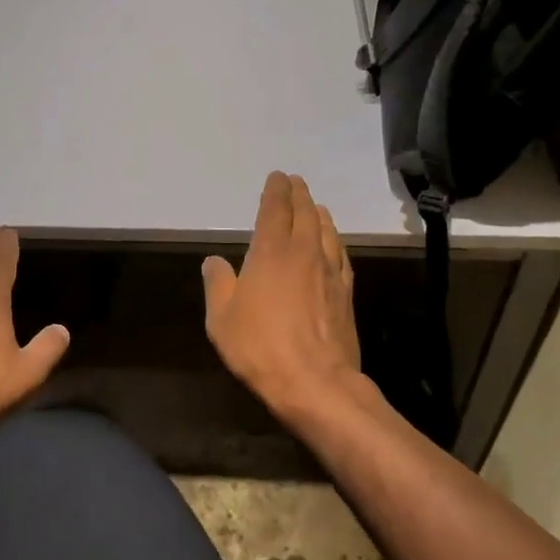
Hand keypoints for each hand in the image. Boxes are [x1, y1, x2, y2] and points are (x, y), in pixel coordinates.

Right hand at [202, 173, 361, 424]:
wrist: (315, 382)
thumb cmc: (260, 347)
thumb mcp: (221, 319)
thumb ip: (218, 284)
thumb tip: (214, 261)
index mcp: (271, 253)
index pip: (275, 210)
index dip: (275, 191)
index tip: (277, 177)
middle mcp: (304, 253)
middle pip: (304, 214)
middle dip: (299, 195)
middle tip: (295, 182)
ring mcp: (329, 272)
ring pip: (326, 232)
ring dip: (319, 214)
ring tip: (315, 206)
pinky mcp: (345, 293)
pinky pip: (341, 255)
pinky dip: (335, 241)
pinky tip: (334, 244)